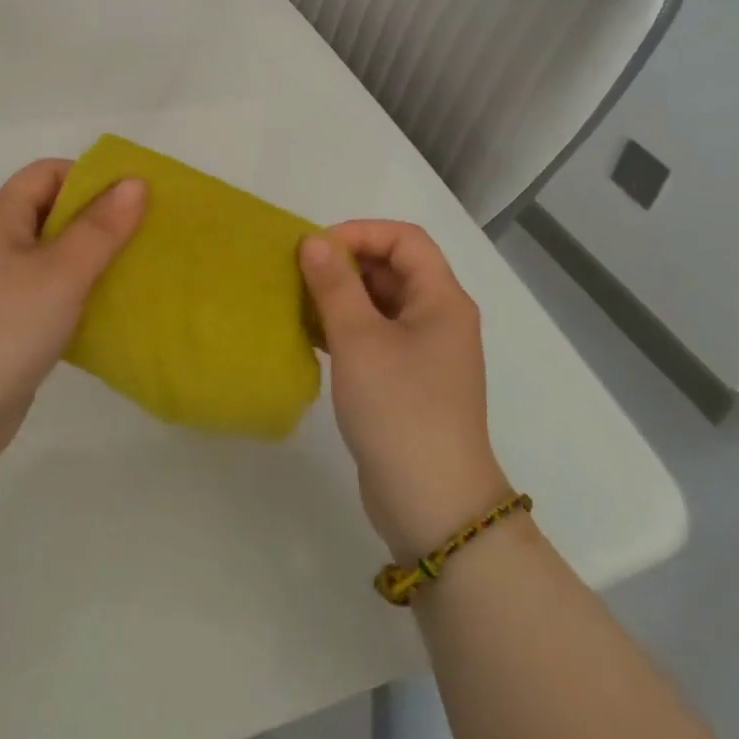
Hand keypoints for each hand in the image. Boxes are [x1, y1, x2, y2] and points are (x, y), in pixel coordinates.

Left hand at [0, 159, 145, 469]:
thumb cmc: (7, 327)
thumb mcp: (62, 271)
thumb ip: (101, 227)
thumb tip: (136, 182)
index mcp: (0, 217)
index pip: (48, 173)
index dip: (90, 177)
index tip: (133, 198)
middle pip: (52, 211)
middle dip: (99, 218)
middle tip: (144, 233)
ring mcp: (0, 283)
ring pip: (54, 254)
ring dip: (92, 257)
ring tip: (136, 268)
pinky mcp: (8, 319)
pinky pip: (50, 290)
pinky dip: (79, 291)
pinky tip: (108, 307)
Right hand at [299, 222, 510, 558]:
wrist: (433, 505)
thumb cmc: (400, 409)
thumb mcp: (360, 340)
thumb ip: (334, 285)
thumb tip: (313, 241)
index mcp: (441, 300)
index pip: (405, 240)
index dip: (361, 233)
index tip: (316, 248)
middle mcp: (438, 318)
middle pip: (392, 269)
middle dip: (345, 264)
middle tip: (298, 274)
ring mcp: (424, 352)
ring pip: (380, 303)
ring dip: (340, 296)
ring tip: (296, 303)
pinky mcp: (407, 380)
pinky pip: (374, 335)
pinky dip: (344, 328)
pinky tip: (309, 336)